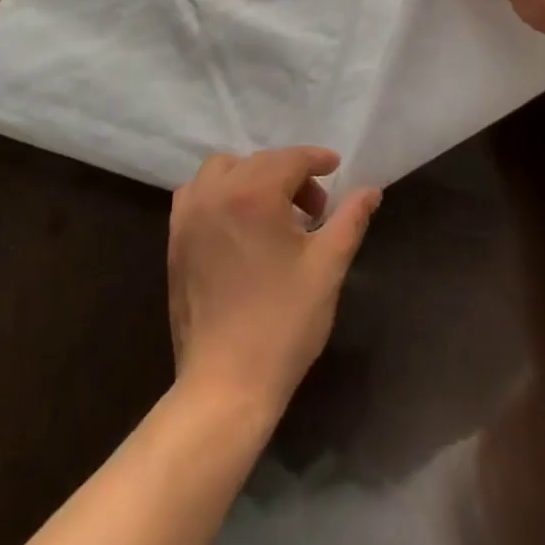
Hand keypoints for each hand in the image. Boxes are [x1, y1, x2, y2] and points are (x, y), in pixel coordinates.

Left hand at [168, 147, 380, 415]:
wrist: (225, 386)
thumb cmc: (282, 324)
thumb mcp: (327, 268)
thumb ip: (350, 220)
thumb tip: (371, 191)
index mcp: (253, 194)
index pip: (290, 159)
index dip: (317, 160)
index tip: (336, 169)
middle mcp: (215, 193)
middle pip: (258, 162)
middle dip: (290, 174)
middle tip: (314, 210)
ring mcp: (189, 216)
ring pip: (222, 170)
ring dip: (251, 177)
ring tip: (274, 211)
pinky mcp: (174, 240)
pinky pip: (196, 194)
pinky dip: (219, 193)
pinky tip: (238, 223)